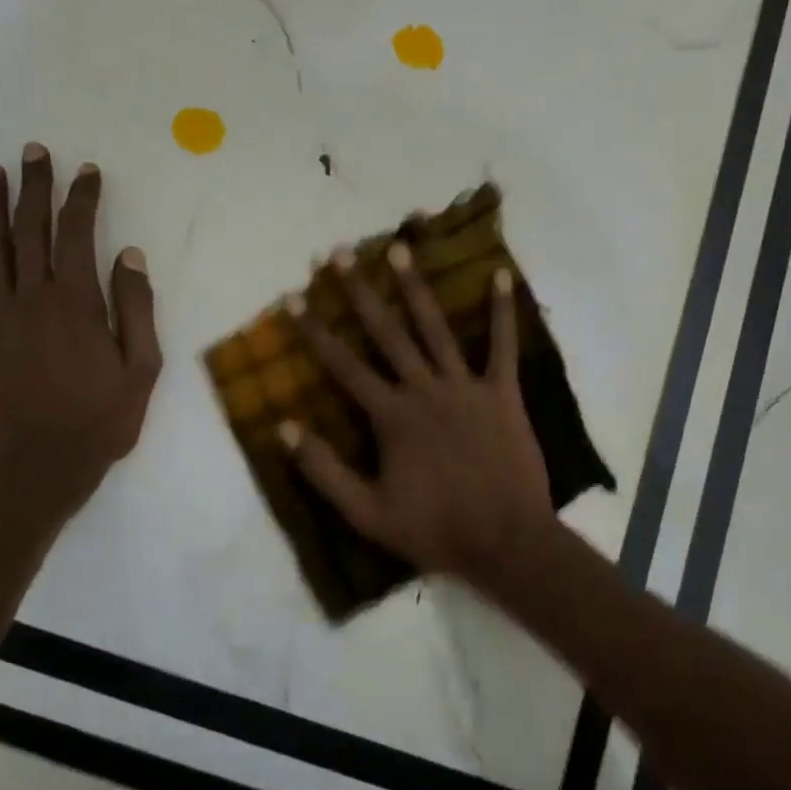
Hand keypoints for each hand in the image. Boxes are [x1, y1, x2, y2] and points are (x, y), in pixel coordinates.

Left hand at [0, 145, 160, 520]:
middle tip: (34, 151)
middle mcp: (33, 299)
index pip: (77, 236)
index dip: (82, 200)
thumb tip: (129, 256)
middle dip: (35, 188)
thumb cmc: (102, 420)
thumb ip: (136, 309)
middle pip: (30, 231)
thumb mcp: (141, 369)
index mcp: (78, 304)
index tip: (87, 172)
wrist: (41, 466)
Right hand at [283, 242, 553, 586]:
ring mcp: (466, 387)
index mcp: (392, 416)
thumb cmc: (434, 529)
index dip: (315, 330)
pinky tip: (499, 275)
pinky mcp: (503, 394)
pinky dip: (501, 312)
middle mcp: (425, 390)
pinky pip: (503, 346)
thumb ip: (324, 470)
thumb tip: (285, 427)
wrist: (505, 541)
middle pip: (386, 332)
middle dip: (358, 291)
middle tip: (338, 253)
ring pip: (435, 328)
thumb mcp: (366, 513)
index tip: (294, 297)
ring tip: (399, 248)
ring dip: (415, 288)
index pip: (343, 365)